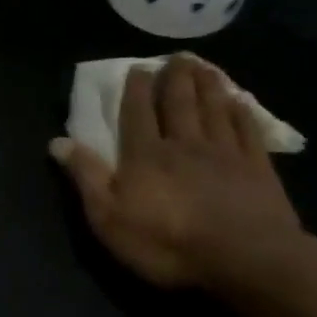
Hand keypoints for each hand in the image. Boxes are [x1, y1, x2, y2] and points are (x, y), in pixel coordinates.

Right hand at [51, 55, 306, 291]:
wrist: (245, 259)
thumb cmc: (167, 242)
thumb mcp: (109, 217)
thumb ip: (86, 176)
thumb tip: (58, 142)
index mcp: (145, 155)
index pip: (137, 113)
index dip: (136, 90)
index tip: (138, 68)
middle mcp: (184, 144)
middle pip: (179, 104)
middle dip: (175, 78)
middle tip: (177, 56)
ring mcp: (225, 154)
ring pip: (213, 110)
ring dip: (208, 86)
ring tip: (204, 66)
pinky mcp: (258, 170)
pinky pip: (248, 133)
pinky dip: (243, 114)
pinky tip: (240, 102)